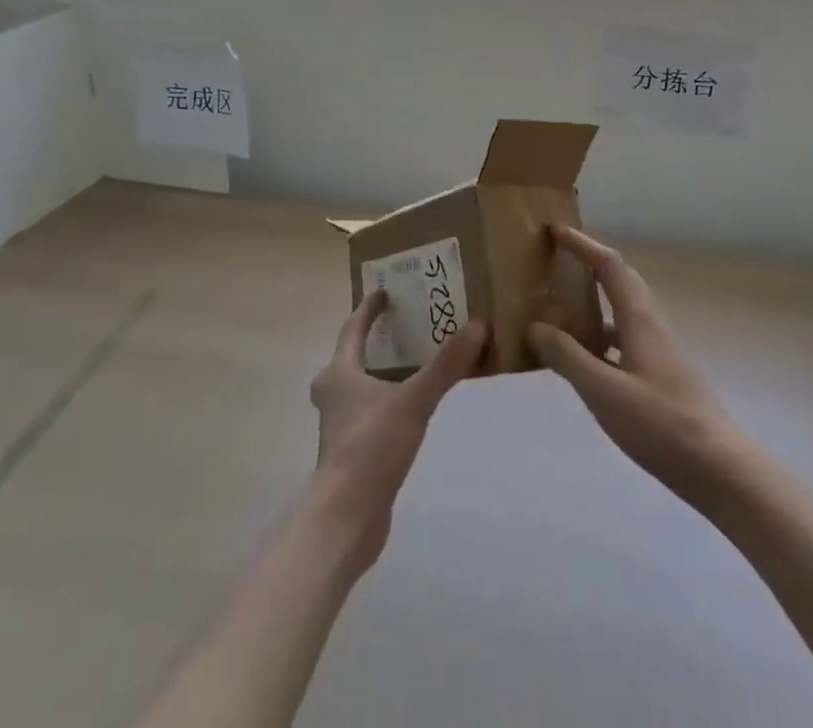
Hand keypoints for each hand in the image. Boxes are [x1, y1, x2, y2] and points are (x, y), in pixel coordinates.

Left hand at [307, 292, 486, 572]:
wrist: (344, 521)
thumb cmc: (370, 449)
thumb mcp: (414, 401)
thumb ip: (446, 365)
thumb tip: (478, 324)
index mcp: (339, 374)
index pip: (352, 329)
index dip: (368, 309)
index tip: (385, 291)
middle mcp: (334, 395)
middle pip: (352, 358)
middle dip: (374, 342)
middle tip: (403, 329)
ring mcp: (340, 427)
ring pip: (361, 388)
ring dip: (382, 374)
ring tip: (416, 365)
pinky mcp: (351, 455)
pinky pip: (372, 414)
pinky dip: (389, 403)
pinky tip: (413, 410)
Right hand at [529, 226, 747, 510]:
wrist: (719, 469)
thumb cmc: (660, 424)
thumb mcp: (604, 391)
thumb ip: (568, 357)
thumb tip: (535, 325)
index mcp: (640, 319)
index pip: (610, 266)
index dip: (583, 245)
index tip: (555, 231)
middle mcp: (651, 326)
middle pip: (621, 281)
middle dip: (590, 264)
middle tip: (558, 261)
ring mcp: (659, 353)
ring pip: (623, 312)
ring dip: (595, 301)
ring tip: (561, 308)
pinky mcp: (661, 378)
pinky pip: (625, 340)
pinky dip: (602, 337)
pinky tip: (586, 360)